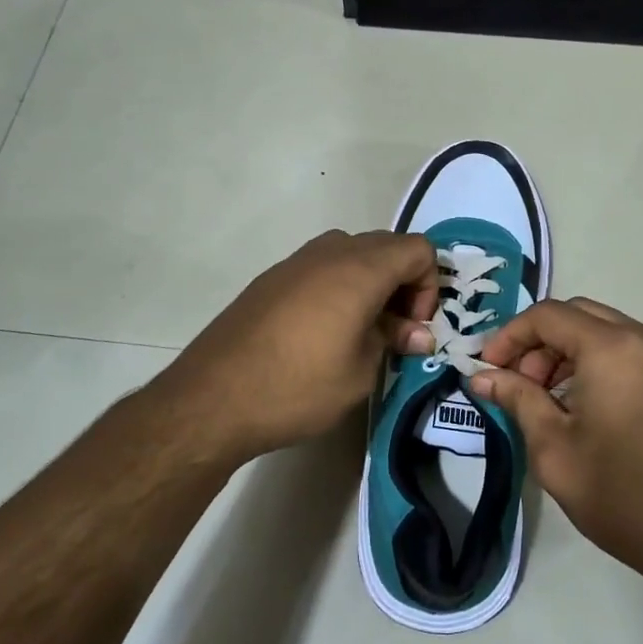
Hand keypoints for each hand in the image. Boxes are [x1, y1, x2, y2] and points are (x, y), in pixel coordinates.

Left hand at [152, 230, 439, 461]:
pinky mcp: (272, 277)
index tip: (413, 327)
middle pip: (387, 246)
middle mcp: (330, 252)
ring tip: (361, 330)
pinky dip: (339, 286)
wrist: (214, 397)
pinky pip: (322, 267)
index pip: (418, 249)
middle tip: (395, 330)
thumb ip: (393, 340)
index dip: (428, 286)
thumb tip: (415, 332)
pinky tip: (324, 330)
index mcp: (360, 269)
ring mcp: (296, 261)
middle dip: (403, 283)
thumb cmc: (298, 386)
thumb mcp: (360, 372)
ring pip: (352, 253)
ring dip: (371, 282)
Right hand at [470, 298, 642, 599]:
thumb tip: (482, 376)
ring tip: (549, 401)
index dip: (509, 336)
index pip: (547, 315)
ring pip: (605, 330)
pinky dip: (598, 362)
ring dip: (568, 352)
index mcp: (611, 348)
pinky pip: (630, 350)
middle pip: (577, 315)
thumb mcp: (555, 451)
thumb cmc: (625, 497)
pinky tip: (586, 407)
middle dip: (539, 343)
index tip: (488, 370)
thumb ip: (517, 400)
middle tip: (519, 385)